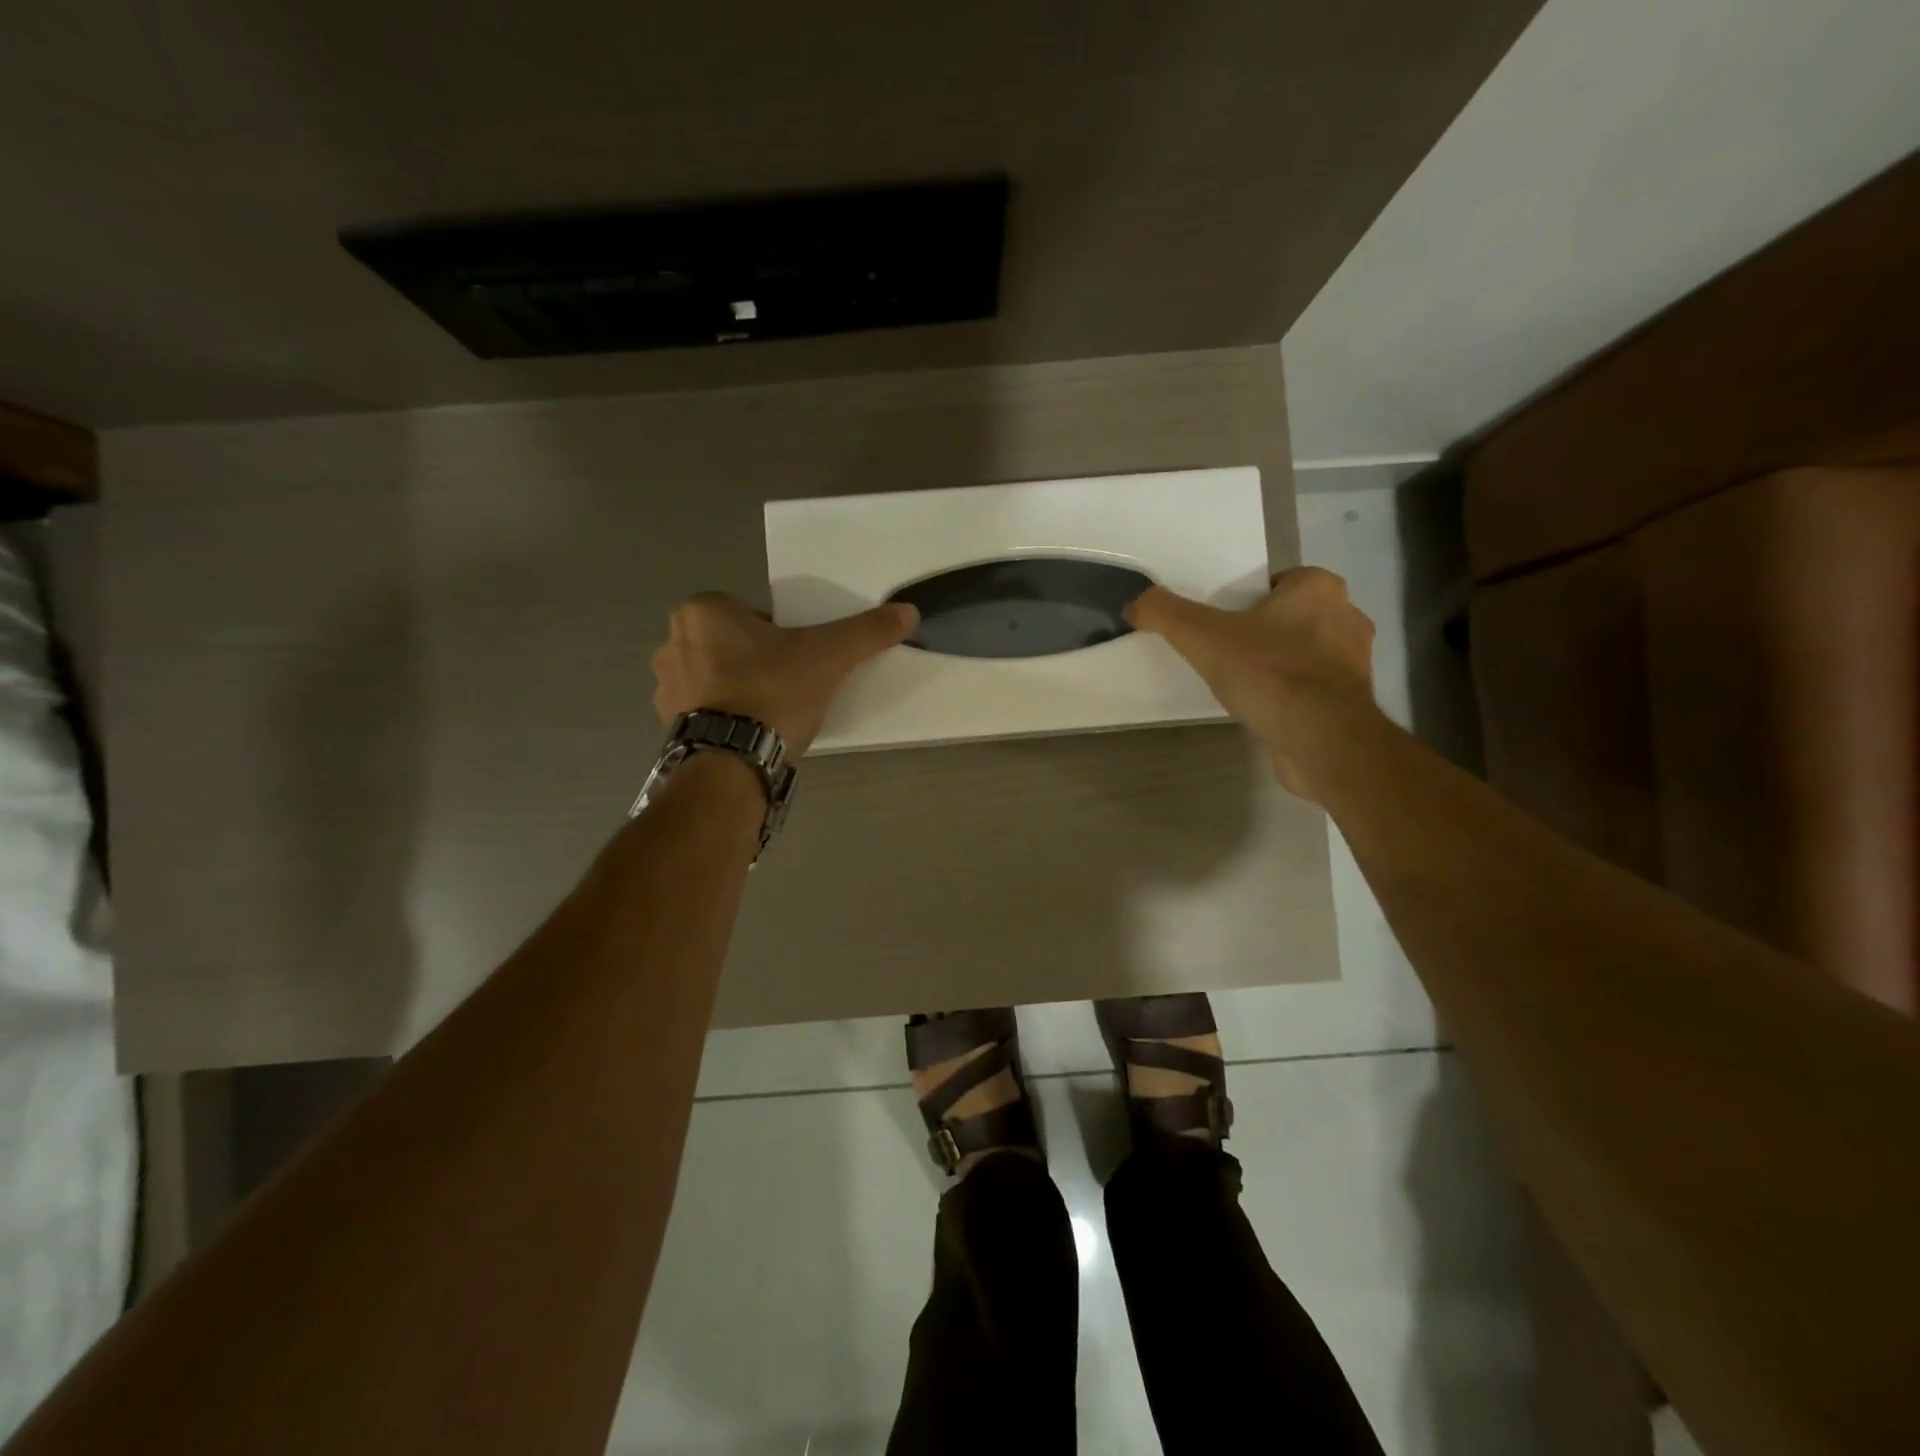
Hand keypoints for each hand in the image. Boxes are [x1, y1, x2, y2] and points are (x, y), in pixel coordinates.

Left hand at [651, 593, 918, 758]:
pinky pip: (703, 709)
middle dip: (759, 660)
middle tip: (791, 685)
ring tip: (771, 713)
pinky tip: (750, 732)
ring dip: (739, 688)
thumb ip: (866, 632)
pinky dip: (725, 715)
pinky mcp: (667, 723)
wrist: (732, 762)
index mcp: (704, 611)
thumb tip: (909, 611)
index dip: (782, 636)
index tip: (800, 660)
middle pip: (733, 644)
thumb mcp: (828, 657)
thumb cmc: (773, 692)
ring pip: (716, 676)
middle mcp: (673, 641)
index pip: (753, 615)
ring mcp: (665, 685)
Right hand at [1125, 567, 1379, 800]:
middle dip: (1260, 631)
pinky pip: (1311, 688)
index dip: (1244, 600)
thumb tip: (1133, 603)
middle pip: (1289, 617)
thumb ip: (1165, 613)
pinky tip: (1262, 708)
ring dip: (1276, 664)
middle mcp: (1346, 617)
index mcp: (1320, 588)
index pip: (1276, 582)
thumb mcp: (1203, 637)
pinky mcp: (1352, 702)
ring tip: (1239, 683)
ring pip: (1302, 653)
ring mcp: (1354, 663)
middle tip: (1221, 651)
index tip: (1218, 622)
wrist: (1322, 742)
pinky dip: (1289, 695)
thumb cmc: (1270, 674)